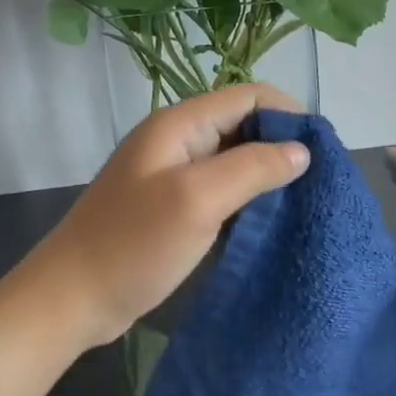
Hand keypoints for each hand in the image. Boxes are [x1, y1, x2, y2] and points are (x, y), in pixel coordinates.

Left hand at [22, 85, 310, 348]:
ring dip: (266, 174)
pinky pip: (221, 190)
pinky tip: (267, 221)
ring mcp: (173, 176)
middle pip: (242, 125)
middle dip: (282, 146)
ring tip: (301, 201)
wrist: (72, 299)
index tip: (323, 151)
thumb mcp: (198, 200)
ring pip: (233, 160)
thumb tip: (302, 151)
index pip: (248, 96)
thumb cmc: (134, 245)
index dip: (289, 115)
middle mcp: (177, 141)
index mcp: (179, 125)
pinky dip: (247, 199)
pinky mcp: (172, 208)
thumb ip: (252, 168)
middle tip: (317, 181)